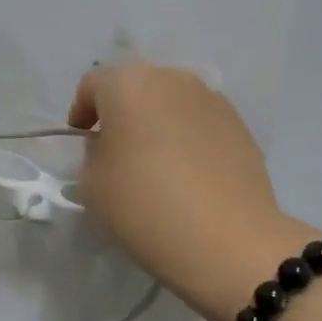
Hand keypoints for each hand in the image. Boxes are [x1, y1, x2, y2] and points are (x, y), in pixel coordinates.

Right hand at [68, 64, 301, 320]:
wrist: (226, 241)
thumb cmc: (144, 206)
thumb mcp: (91, 184)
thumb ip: (94, 153)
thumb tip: (112, 146)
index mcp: (129, 84)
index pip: (93, 85)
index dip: (81, 111)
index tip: (81, 140)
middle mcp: (173, 79)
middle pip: (136, 87)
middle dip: (122, 113)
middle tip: (115, 150)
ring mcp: (212, 100)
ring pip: (171, 104)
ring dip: (157, 124)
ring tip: (154, 164)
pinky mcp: (240, 126)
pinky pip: (200, 124)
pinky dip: (187, 140)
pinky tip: (187, 176)